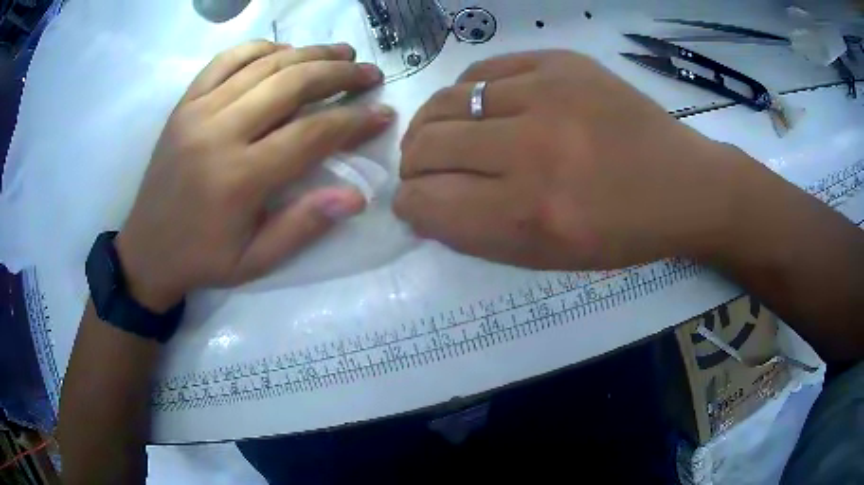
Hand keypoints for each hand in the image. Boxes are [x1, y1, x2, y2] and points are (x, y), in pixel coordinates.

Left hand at [115, 41, 393, 310]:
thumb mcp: (256, 262)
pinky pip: (225, 60)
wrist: (146, 250)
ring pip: (264, 65)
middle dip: (339, 75)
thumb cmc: (202, 260)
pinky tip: (284, 52)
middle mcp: (219, 133)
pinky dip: (260, 49)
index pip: (312, 134)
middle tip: (370, 72)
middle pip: (291, 85)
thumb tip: (356, 196)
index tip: (383, 113)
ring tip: (341, 53)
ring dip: (309, 53)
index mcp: (239, 178)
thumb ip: (303, 226)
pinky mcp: (184, 104)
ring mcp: (197, 112)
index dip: (354, 121)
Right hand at [396, 50, 752, 270]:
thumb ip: (476, 235)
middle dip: (414, 166)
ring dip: (432, 125)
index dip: (410, 204)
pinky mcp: (560, 62)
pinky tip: (479, 107)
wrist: (683, 183)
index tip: (416, 202)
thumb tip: (422, 205)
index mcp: (531, 215)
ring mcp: (548, 93)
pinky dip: (467, 92)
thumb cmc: (620, 233)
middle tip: (427, 170)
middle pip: (425, 146)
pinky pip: (482, 70)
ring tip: (445, 136)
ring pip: (445, 102)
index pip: (426, 202)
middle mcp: (533, 150)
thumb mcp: (547, 258)